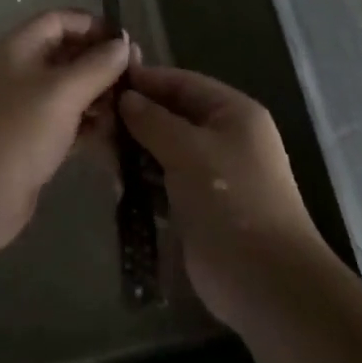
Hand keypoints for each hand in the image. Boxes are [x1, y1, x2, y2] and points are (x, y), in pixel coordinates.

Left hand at [0, 10, 130, 249]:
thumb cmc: (19, 131)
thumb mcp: (63, 92)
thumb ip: (97, 66)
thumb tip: (124, 44)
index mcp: (18, 48)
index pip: (59, 20)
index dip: (93, 25)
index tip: (126, 42)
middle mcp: (17, 71)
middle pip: (64, 54)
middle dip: (99, 62)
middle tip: (135, 77)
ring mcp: (20, 107)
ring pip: (65, 90)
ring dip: (97, 94)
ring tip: (129, 107)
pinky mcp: (27, 140)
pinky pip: (63, 121)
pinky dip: (86, 123)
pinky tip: (114, 134)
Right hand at [119, 66, 326, 331]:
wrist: (266, 283)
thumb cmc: (231, 200)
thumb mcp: (188, 150)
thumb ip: (153, 120)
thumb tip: (125, 97)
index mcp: (233, 112)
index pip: (183, 82)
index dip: (146, 80)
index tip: (105, 80)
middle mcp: (225, 137)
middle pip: (173, 115)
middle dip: (137, 118)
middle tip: (95, 119)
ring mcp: (213, 174)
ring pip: (166, 149)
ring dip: (136, 151)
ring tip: (99, 149)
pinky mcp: (200, 206)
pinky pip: (166, 181)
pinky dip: (144, 180)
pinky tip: (116, 182)